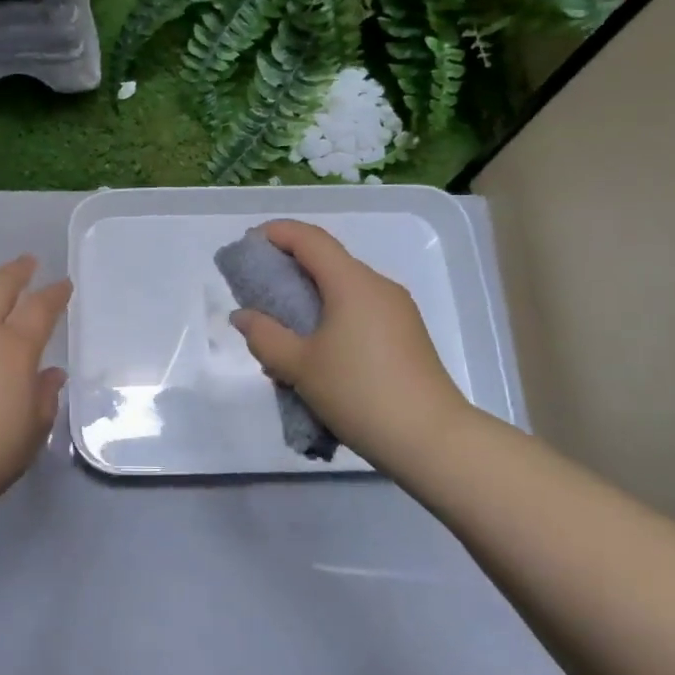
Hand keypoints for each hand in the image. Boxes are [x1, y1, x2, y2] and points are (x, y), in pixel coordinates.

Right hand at [230, 220, 476, 472]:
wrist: (432, 440)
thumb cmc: (359, 393)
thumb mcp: (300, 366)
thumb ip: (265, 336)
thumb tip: (243, 316)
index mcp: (352, 283)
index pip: (310, 239)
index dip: (276, 233)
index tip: (248, 245)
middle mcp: (378, 287)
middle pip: (328, 262)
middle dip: (289, 270)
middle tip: (258, 291)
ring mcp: (397, 311)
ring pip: (344, 290)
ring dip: (310, 301)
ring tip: (282, 334)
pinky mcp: (406, 336)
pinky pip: (360, 312)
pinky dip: (332, 318)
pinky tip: (316, 354)